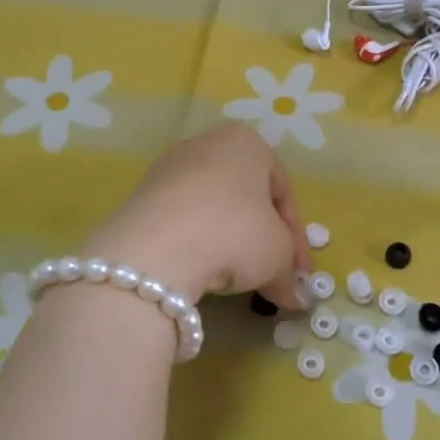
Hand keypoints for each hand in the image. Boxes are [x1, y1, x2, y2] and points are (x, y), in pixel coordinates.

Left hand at [83, 124, 313, 306]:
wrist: (155, 249)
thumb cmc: (234, 234)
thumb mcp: (278, 255)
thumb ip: (289, 272)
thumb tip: (295, 297)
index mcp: (248, 143)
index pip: (284, 193)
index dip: (296, 239)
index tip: (299, 274)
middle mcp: (207, 144)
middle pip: (246, 198)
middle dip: (262, 239)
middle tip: (272, 276)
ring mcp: (169, 168)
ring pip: (213, 209)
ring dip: (229, 243)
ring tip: (235, 279)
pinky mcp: (141, 195)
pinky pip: (182, 221)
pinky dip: (197, 245)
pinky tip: (200, 272)